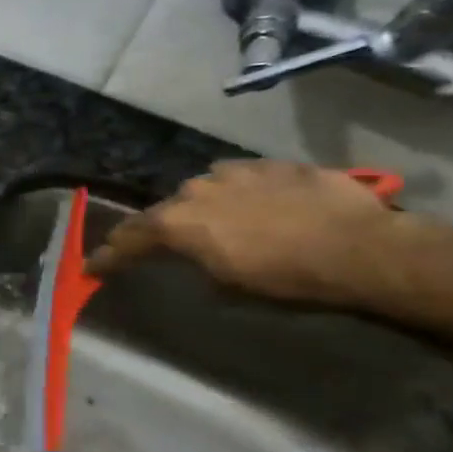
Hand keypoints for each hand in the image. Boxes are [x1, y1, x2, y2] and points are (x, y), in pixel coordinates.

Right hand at [86, 160, 408, 308]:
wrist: (360, 248)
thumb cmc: (286, 279)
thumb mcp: (227, 285)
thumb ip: (195, 264)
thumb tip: (192, 259)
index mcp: (177, 223)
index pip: (129, 239)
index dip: (109, 256)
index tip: (91, 267)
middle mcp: (195, 190)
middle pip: (164, 211)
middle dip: (156, 229)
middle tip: (154, 244)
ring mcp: (234, 172)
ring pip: (201, 189)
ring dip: (199, 207)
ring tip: (211, 222)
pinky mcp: (272, 165)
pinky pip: (240, 177)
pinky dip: (236, 193)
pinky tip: (252, 203)